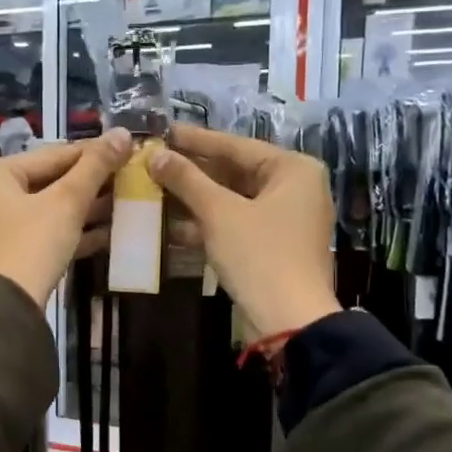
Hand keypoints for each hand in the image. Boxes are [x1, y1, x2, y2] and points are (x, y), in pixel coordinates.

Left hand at [0, 129, 133, 305]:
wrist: (4, 308)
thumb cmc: (31, 243)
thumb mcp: (66, 202)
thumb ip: (94, 167)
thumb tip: (122, 133)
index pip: (50, 155)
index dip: (91, 152)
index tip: (125, 149)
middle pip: (47, 181)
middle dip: (89, 183)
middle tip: (128, 177)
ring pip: (47, 209)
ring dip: (85, 208)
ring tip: (124, 202)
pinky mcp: (7, 255)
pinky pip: (43, 233)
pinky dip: (71, 232)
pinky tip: (108, 233)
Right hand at [146, 123, 337, 338]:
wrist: (290, 321)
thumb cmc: (260, 256)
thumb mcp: (219, 213)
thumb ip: (187, 180)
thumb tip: (155, 155)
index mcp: (293, 170)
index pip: (236, 146)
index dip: (196, 140)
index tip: (164, 131)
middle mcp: (295, 188)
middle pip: (235, 172)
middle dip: (193, 172)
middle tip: (155, 162)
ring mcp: (286, 220)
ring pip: (233, 201)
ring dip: (195, 200)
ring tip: (155, 191)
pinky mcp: (274, 247)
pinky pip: (237, 224)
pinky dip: (208, 225)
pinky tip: (172, 227)